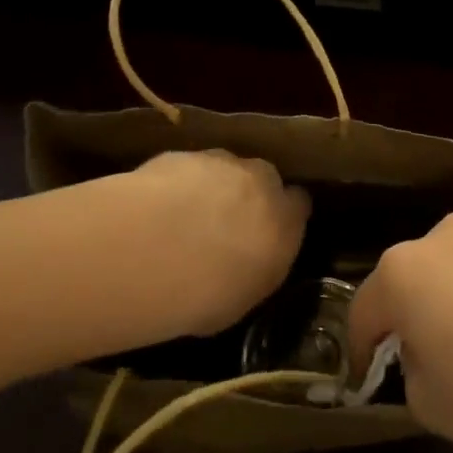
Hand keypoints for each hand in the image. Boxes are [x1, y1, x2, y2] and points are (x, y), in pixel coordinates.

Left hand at [113, 151, 310, 337]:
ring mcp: (220, 162)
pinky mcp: (180, 155)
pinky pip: (185, 169)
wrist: (154, 251)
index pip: (298, 205)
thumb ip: (256, 267)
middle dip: (248, 194)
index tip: (268, 232)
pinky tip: (155, 210)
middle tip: (223, 224)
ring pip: (223, 169)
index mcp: (285, 219)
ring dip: (211, 187)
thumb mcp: (245, 297)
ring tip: (183, 218)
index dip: (283, 216)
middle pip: (263, 178)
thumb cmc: (207, 292)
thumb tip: (249, 263)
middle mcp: (260, 181)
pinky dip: (176, 184)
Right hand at [347, 210, 452, 452]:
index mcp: (402, 273)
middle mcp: (442, 239)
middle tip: (424, 357)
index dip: (360, 350)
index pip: (364, 310)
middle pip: (410, 277)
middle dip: (410, 313)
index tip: (365, 379)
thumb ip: (415, 374)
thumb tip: (428, 353)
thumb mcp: (434, 407)